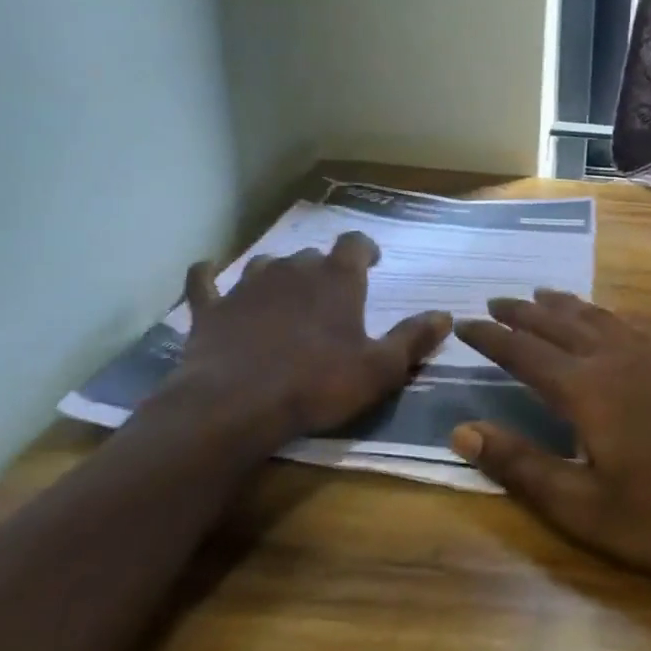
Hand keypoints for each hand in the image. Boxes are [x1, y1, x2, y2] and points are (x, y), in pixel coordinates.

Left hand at [155, 232, 450, 453]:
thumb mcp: (380, 369)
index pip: (355, 243)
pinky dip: (207, 277)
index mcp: (337, 279)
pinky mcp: (210, 310)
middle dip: (323, 268)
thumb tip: (445, 315)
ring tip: (283, 291)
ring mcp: (246, 286)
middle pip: (312, 254)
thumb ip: (413, 338)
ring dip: (277, 273)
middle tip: (330, 293)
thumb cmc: (317, 384)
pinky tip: (206, 274)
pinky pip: (204, 282)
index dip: (365, 247)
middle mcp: (293, 270)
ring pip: (265, 264)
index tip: (371, 260)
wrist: (233, 407)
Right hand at [451, 291, 650, 577]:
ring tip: (543, 296)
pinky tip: (614, 317)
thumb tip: (462, 430)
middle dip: (523, 313)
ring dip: (566, 306)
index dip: (491, 338)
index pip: (525, 353)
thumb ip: (521, 466)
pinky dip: (613, 315)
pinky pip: (638, 324)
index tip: (464, 323)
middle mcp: (617, 359)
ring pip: (600, 317)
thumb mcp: (582, 507)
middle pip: (560, 324)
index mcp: (587, 390)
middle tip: (495, 301)